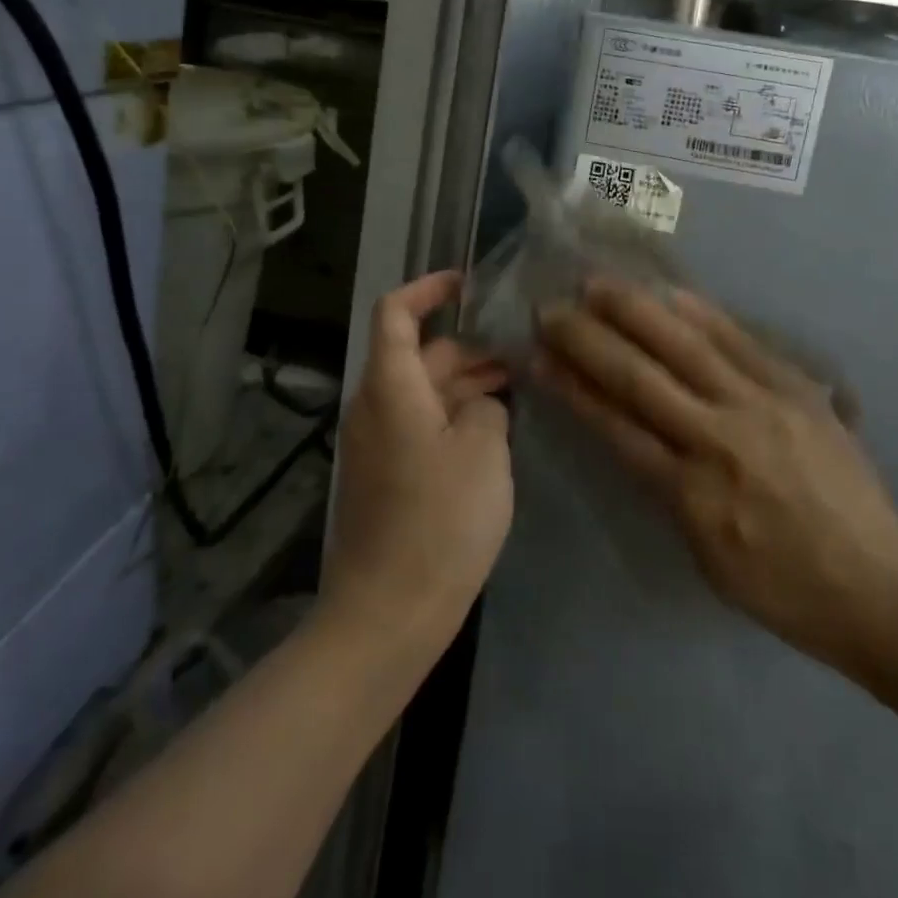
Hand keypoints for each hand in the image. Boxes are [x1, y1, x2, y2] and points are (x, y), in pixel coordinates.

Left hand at [320, 272, 512, 658]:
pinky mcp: (385, 476)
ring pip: (424, 393)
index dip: (428, 288)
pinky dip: (453, 416)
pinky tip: (493, 432)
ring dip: (466, 385)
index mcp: (391, 386)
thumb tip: (480, 404)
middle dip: (470, 348)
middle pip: (420, 355)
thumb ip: (488, 407)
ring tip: (517, 388)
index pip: (395, 312)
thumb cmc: (439, 521)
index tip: (467, 283)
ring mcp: (377, 444)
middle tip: (522, 353)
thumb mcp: (484, 452)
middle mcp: (375, 406)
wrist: (388, 614)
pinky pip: (420, 426)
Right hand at [534, 280, 897, 685]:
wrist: (879, 585)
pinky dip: (702, 315)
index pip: (616, 425)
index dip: (572, 387)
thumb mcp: (706, 553)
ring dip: (636, 311)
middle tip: (552, 308)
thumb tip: (635, 434)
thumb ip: (667, 488)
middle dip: (589, 339)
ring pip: (686, 346)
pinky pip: (741, 342)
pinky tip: (672, 292)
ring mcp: (762, 406)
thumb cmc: (782, 588)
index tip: (538, 356)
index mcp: (692, 491)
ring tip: (598, 284)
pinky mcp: (796, 389)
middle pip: (640, 377)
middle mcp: (720, 438)